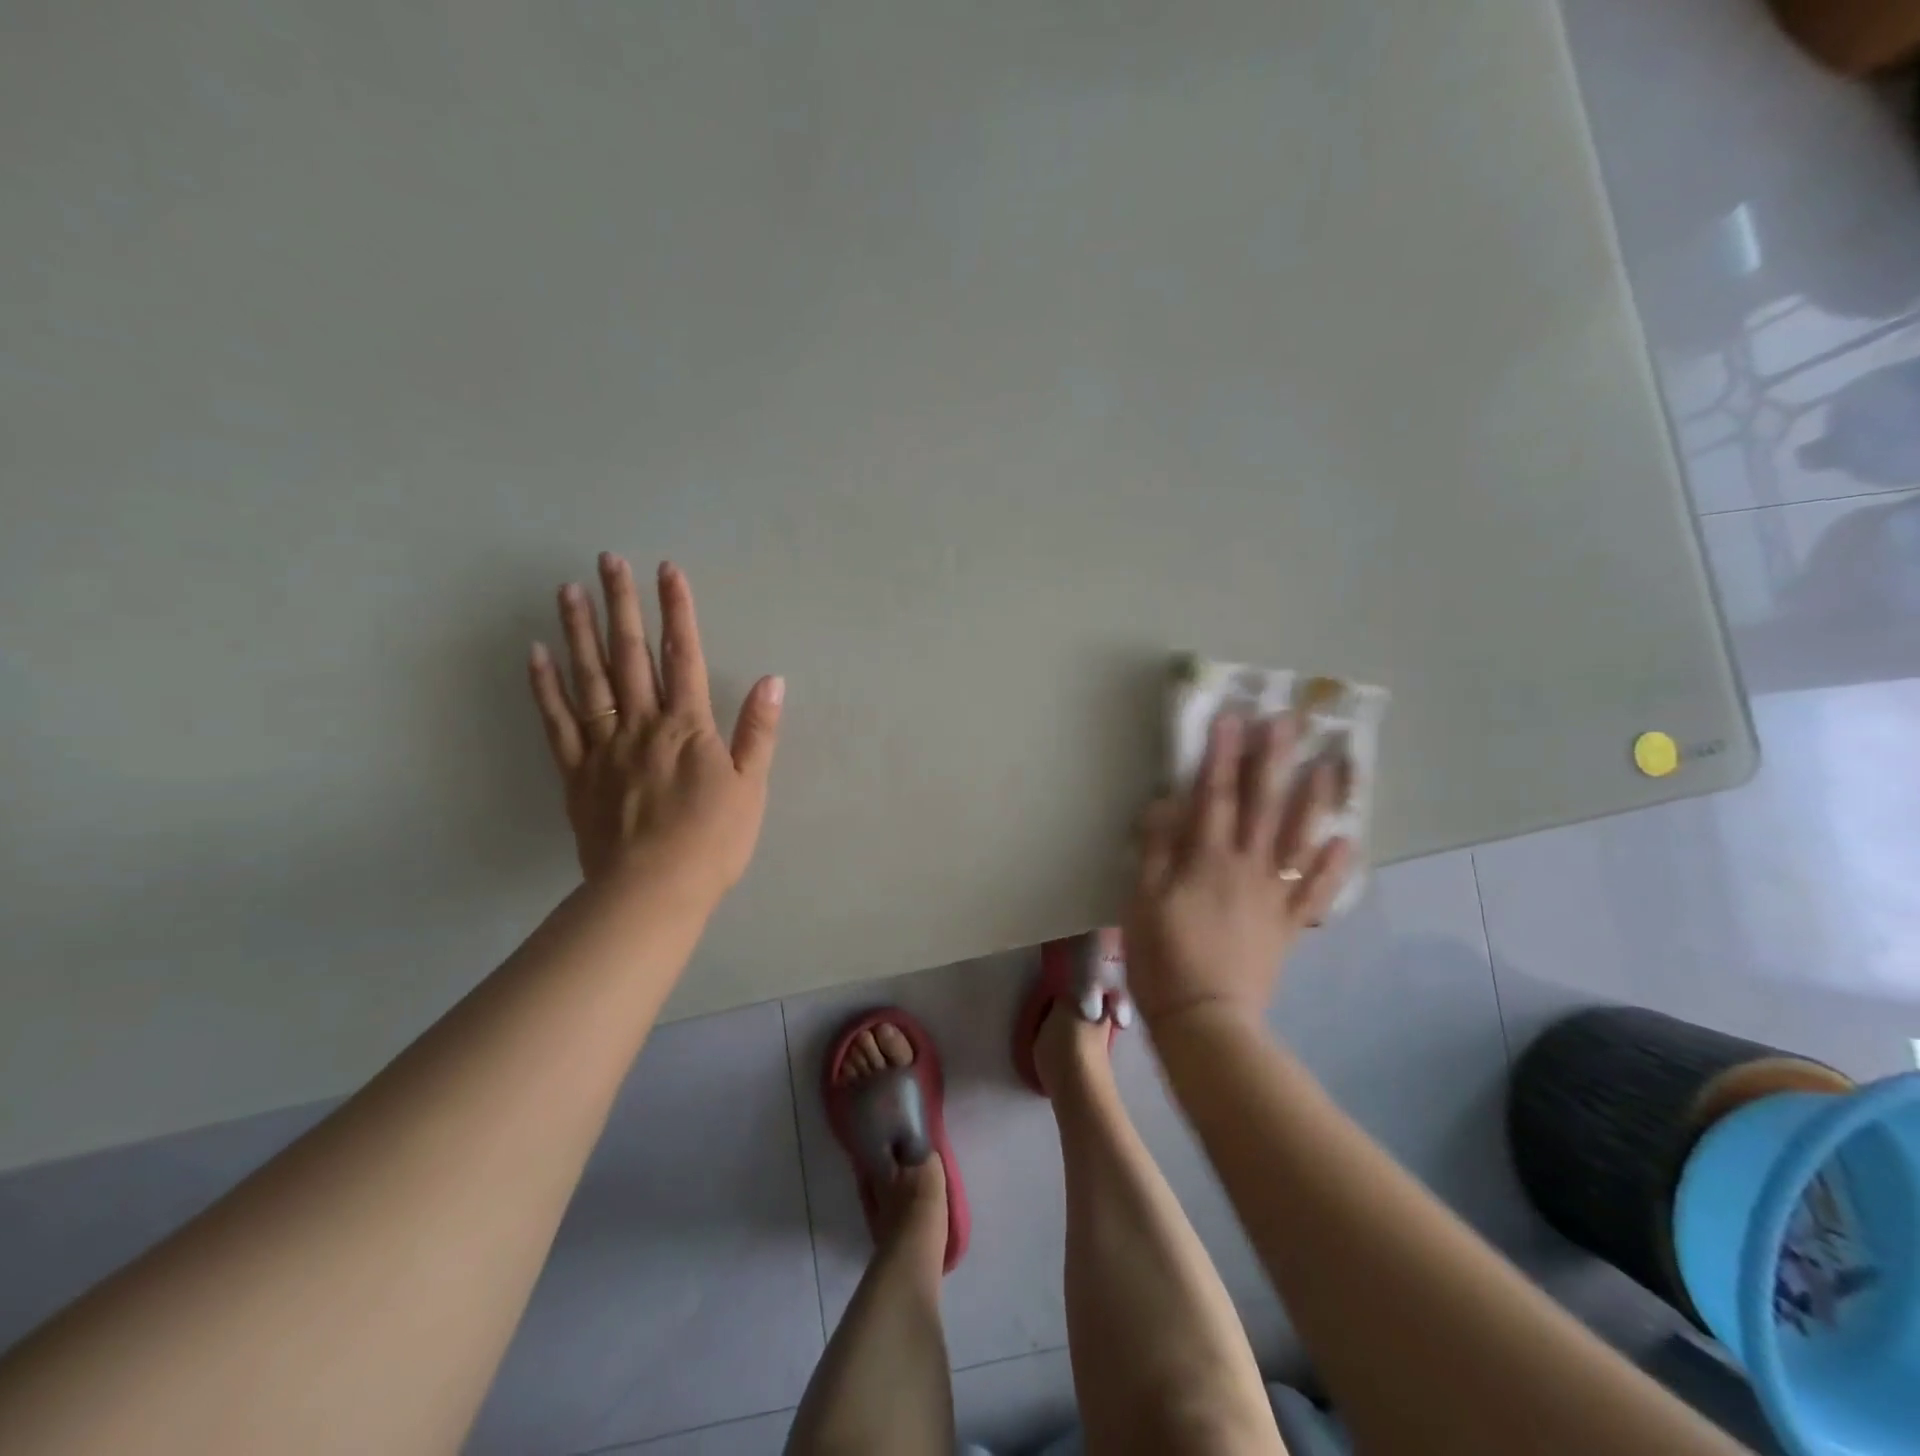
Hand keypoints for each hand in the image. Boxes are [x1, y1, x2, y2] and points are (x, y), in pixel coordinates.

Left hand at [527, 553, 783, 900]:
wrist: (653, 891)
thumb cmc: (712, 841)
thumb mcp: (750, 787)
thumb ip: (757, 731)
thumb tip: (772, 680)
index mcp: (688, 727)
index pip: (684, 656)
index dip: (677, 611)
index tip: (666, 570)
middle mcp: (643, 724)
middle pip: (631, 655)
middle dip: (622, 604)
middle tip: (607, 559)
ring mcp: (604, 746)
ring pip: (589, 679)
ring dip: (579, 631)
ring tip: (568, 589)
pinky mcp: (576, 772)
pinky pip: (557, 722)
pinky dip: (545, 686)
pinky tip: (536, 653)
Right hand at [1123, 713, 1350, 1026]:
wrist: (1205, 1019)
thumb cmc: (1162, 958)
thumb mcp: (1141, 901)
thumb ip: (1155, 850)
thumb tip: (1164, 804)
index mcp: (1206, 860)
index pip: (1214, 796)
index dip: (1220, 756)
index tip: (1231, 719)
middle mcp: (1246, 868)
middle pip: (1263, 806)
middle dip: (1273, 761)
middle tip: (1288, 723)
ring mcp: (1273, 896)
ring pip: (1298, 840)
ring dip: (1314, 801)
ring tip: (1329, 766)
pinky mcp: (1288, 924)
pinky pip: (1315, 891)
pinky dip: (1333, 866)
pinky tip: (1345, 842)